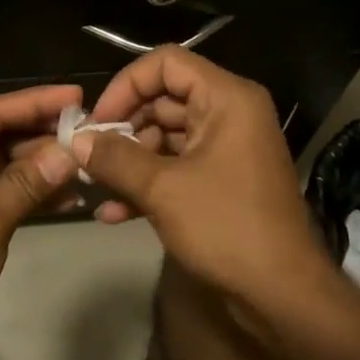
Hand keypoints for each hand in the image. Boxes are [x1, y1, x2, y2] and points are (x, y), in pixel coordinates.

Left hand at [0, 85, 80, 342]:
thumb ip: (29, 182)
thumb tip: (72, 151)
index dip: (35, 101)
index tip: (77, 94)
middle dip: (41, 132)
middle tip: (88, 127)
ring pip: (3, 159)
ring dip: (41, 163)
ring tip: (86, 161)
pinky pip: (1, 186)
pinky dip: (30, 189)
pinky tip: (69, 195)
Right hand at [71, 48, 333, 309]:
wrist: (284, 296)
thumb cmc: (226, 227)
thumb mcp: (162, 189)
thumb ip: (115, 158)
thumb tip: (75, 140)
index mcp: (226, 98)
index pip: (166, 64)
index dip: (126, 86)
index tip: (98, 121)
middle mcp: (229, 113)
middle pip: (163, 100)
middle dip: (123, 129)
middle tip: (88, 156)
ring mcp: (227, 148)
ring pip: (166, 137)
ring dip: (129, 161)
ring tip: (95, 186)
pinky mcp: (223, 181)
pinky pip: (178, 167)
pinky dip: (148, 183)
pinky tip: (113, 212)